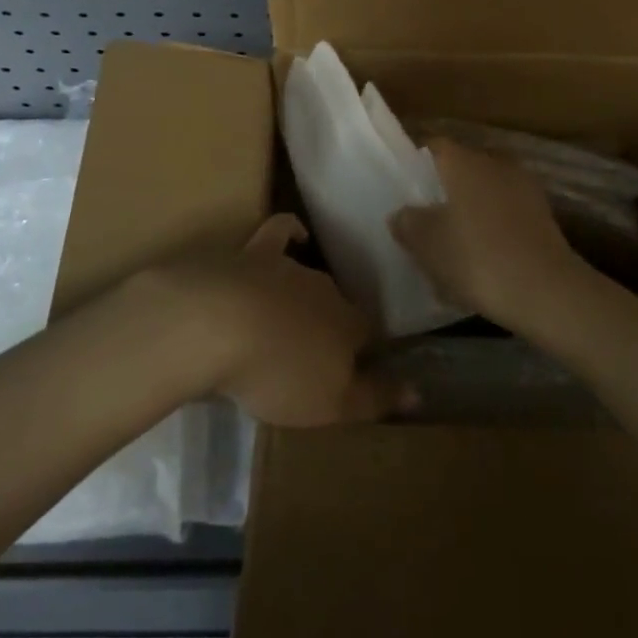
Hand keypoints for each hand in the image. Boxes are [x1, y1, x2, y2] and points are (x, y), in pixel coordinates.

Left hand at [149, 215, 404, 427]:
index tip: (362, 369)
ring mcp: (291, 267)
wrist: (219, 323)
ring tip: (296, 319)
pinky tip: (297, 236)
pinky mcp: (256, 253)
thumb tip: (418, 392)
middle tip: (320, 353)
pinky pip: (282, 231)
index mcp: (349, 325)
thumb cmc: (278, 372)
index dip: (367, 353)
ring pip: (310, 279)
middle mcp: (327, 290)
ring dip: (308, 296)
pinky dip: (292, 232)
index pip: (370, 335)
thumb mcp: (331, 405)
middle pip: (339, 306)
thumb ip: (375, 398)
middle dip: (334, 326)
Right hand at [391, 138, 591, 330]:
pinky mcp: (543, 216)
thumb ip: (408, 222)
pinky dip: (493, 229)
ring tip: (453, 243)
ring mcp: (524, 188)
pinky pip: (506, 215)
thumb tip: (402, 213)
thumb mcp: (426, 243)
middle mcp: (495, 163)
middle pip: (462, 169)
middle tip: (425, 217)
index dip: (416, 163)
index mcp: (464, 160)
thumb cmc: (476, 257)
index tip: (404, 186)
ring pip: (486, 193)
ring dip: (471, 211)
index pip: (434, 146)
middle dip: (445, 190)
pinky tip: (483, 259)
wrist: (545, 290)